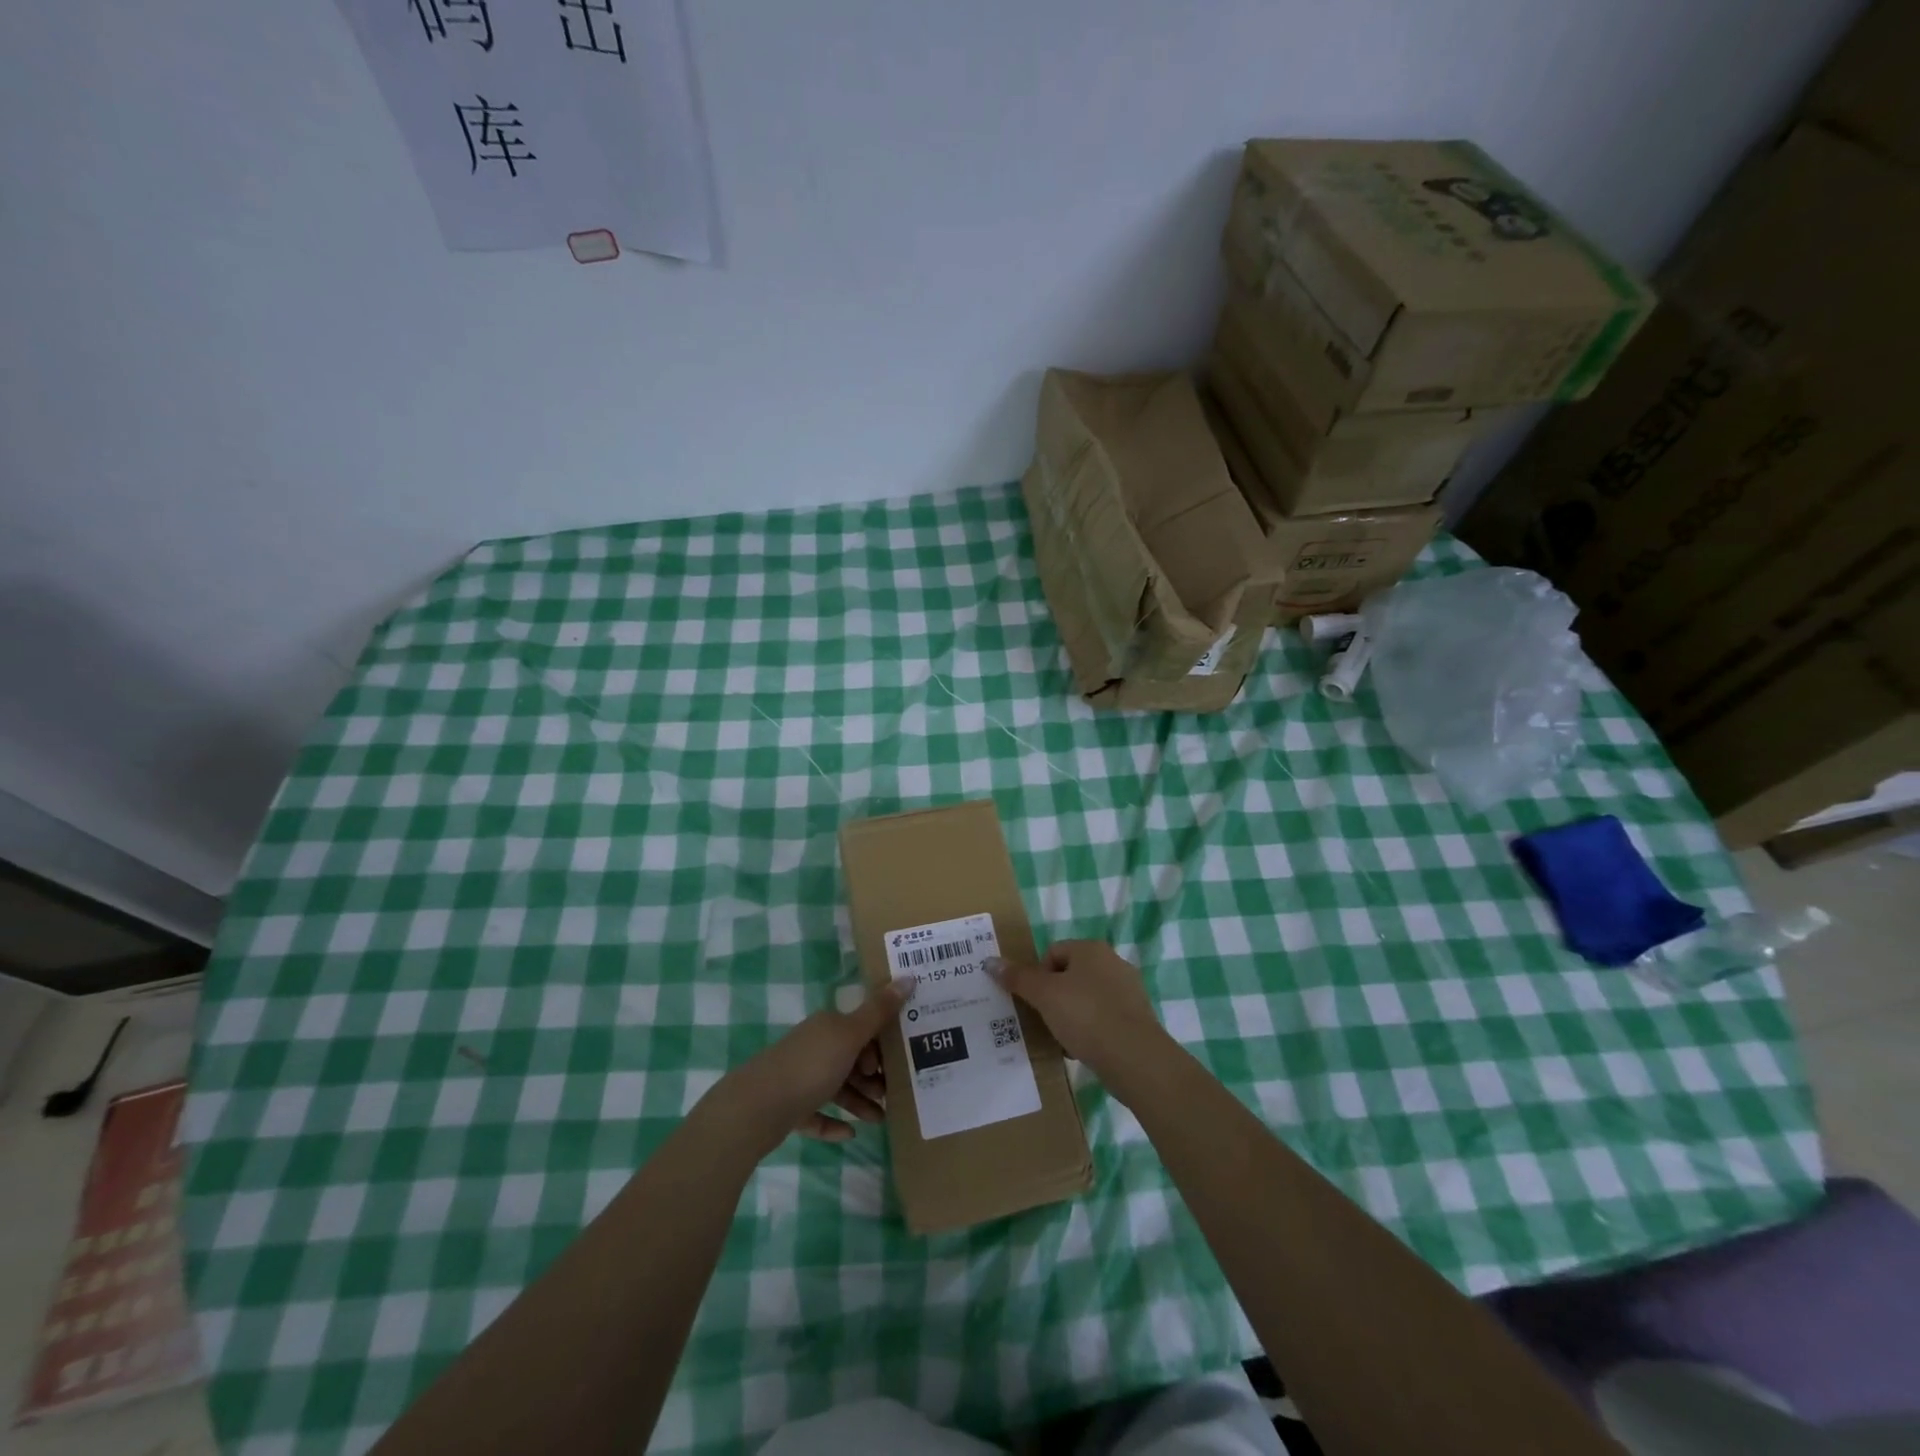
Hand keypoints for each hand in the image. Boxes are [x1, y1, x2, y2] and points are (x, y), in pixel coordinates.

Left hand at [711, 977, 914, 1151]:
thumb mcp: (850, 1036)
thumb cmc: (809, 1067)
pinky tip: (849, 1135)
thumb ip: (879, 1011)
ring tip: (880, 1120)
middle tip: (892, 1096)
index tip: (896, 1065)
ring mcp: (799, 1078)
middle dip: (873, 1077)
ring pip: (837, 1088)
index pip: (861, 1029)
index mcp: (827, 1026)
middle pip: (851, 1059)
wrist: (755, 1108)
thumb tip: (909, 976)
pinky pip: (816, 1114)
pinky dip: (833, 1123)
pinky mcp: (789, 1108)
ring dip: (859, 1102)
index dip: (880, 1045)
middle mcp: (813, 1047)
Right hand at [990, 941, 1167, 1084]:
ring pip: (1085, 999)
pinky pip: (1102, 1019)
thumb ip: (1018, 977)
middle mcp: (1112, 963)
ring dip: (1069, 1016)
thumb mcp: (1044, 995)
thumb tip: (990, 961)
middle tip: (1042, 1020)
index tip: (1033, 1001)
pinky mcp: (1136, 1019)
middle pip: (1069, 975)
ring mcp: (1128, 991)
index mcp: (1091, 949)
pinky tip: (1081, 1050)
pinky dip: (1089, 1031)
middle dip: (1052, 998)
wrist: (1135, 1058)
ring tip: (1060, 1039)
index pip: (1052, 952)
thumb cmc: (1086, 1016)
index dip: (1037, 975)